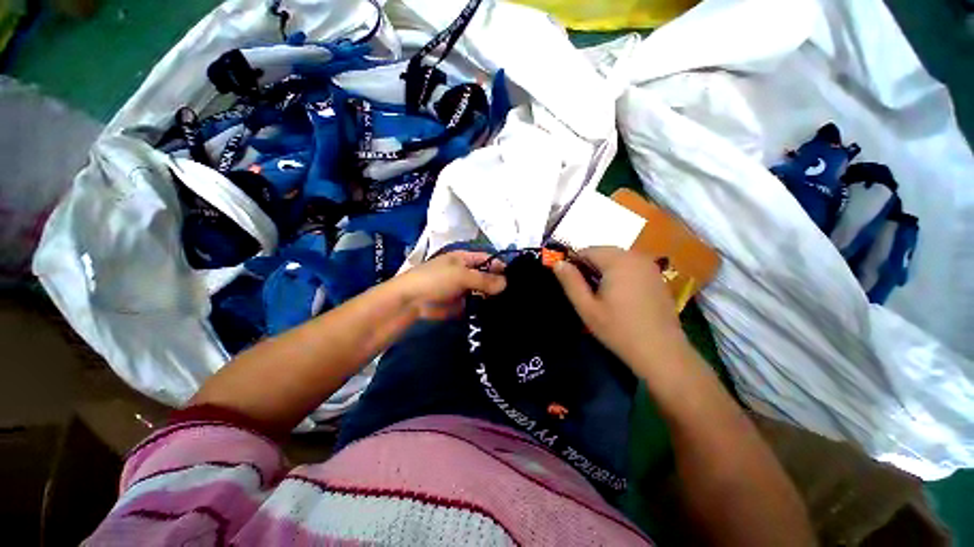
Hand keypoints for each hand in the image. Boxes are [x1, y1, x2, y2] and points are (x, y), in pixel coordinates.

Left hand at [393, 251, 506, 319]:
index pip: (489, 260)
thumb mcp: (461, 275)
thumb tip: (506, 284)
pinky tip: (499, 314)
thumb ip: (484, 279)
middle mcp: (467, 272)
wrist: (411, 301)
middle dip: (500, 284)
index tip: (517, 279)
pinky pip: (477, 305)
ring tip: (512, 305)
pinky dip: (485, 308)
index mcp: (465, 259)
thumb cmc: (436, 280)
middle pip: (488, 276)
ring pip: (484, 292)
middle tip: (517, 294)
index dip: (502, 267)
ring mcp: (464, 289)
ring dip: (494, 297)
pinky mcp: (462, 305)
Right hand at [553, 246, 686, 367]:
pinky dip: (620, 274)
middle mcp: (636, 257)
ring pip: (617, 259)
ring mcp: (650, 266)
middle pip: (604, 252)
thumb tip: (558, 263)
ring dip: (605, 270)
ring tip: (602, 295)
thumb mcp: (587, 307)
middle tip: (586, 292)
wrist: (661, 352)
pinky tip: (621, 297)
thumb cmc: (619, 329)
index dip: (575, 264)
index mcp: (617, 261)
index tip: (572, 284)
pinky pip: (631, 267)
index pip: (588, 250)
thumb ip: (570, 282)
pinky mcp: (657, 277)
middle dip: (590, 266)